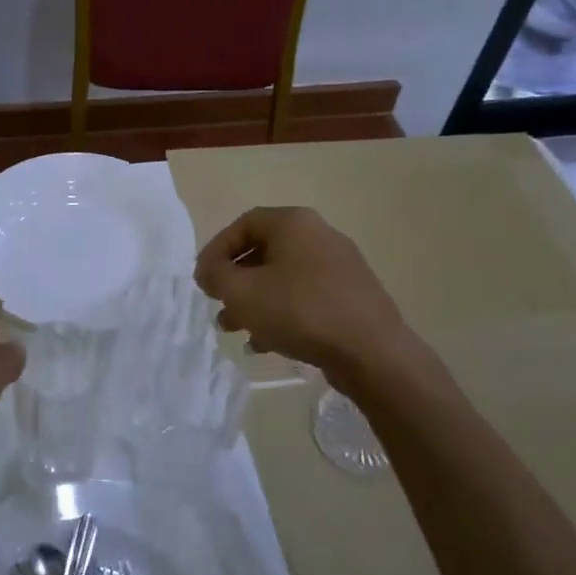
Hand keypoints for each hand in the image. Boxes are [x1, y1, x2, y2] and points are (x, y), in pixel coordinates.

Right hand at [194, 206, 407, 375]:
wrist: (371, 351)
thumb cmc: (299, 311)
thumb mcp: (242, 291)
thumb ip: (215, 274)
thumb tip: (209, 270)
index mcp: (294, 223)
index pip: (244, 223)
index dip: (216, 249)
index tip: (203, 279)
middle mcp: (319, 236)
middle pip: (264, 251)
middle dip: (234, 280)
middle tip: (217, 303)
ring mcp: (339, 267)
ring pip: (283, 278)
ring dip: (254, 301)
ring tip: (234, 329)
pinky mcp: (350, 297)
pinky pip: (304, 298)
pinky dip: (280, 314)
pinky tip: (264, 343)